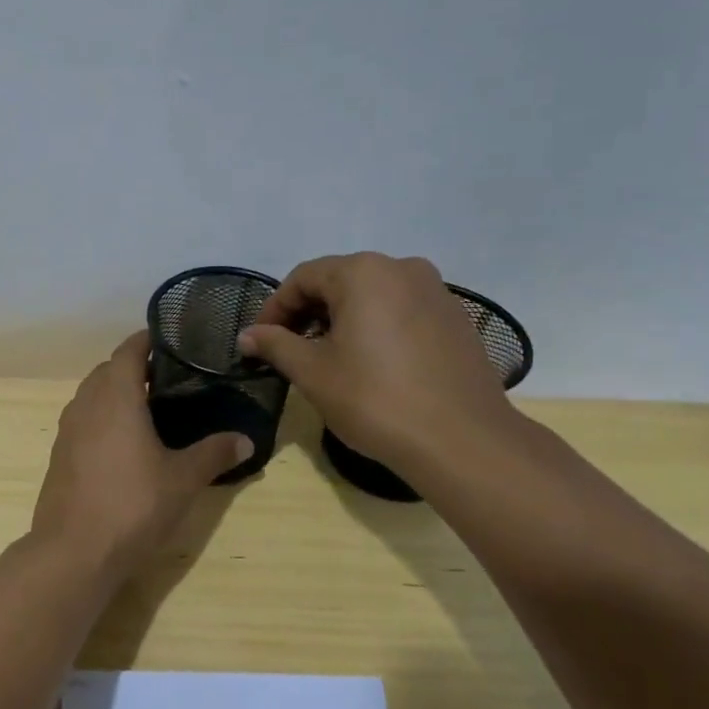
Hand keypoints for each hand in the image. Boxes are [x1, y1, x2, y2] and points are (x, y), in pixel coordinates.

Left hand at [31, 331, 252, 577]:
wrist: (74, 552)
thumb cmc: (133, 505)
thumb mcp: (183, 480)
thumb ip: (214, 454)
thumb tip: (246, 439)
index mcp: (115, 396)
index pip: (127, 351)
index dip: (147, 341)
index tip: (169, 341)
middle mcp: (85, 405)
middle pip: (106, 371)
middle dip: (132, 368)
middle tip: (167, 379)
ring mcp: (67, 431)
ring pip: (90, 397)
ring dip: (114, 394)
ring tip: (147, 409)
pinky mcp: (59, 457)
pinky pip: (82, 422)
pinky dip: (101, 419)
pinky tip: (122, 445)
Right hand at [236, 253, 517, 468]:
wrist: (462, 440)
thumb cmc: (375, 399)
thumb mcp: (313, 372)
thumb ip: (275, 345)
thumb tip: (247, 335)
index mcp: (364, 272)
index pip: (303, 277)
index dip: (275, 308)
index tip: (260, 341)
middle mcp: (403, 268)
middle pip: (339, 281)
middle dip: (308, 312)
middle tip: (290, 350)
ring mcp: (436, 292)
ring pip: (373, 296)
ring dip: (342, 320)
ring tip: (328, 359)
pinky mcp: (456, 318)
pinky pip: (402, 311)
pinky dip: (376, 328)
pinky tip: (372, 364)